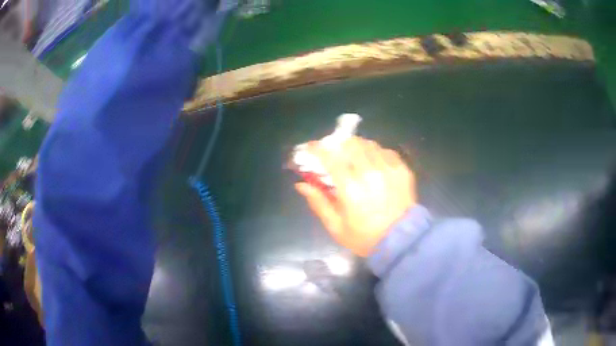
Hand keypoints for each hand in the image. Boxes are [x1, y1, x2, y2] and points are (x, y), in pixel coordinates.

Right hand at [295, 137, 415, 256]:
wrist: (402, 241)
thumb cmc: (365, 237)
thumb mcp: (336, 226)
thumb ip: (318, 202)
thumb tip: (301, 184)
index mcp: (350, 186)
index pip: (329, 156)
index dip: (316, 148)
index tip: (310, 147)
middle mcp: (369, 171)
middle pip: (350, 143)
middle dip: (338, 145)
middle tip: (334, 153)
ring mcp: (388, 168)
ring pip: (368, 144)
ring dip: (356, 147)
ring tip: (354, 157)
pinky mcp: (402, 169)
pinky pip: (385, 151)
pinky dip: (375, 153)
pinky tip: (374, 164)